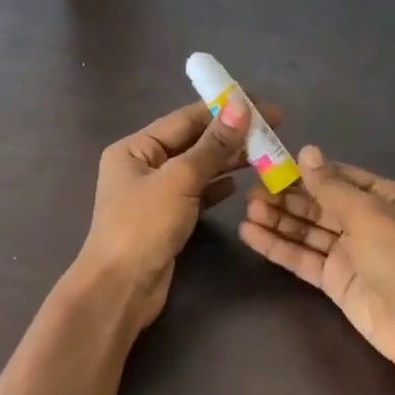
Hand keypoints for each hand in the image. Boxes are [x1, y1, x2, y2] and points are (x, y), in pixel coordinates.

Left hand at [76, 93, 274, 328]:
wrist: (121, 288)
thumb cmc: (144, 226)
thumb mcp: (180, 180)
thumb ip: (212, 145)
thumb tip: (240, 106)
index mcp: (135, 148)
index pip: (186, 118)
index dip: (225, 109)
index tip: (263, 106)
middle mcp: (142, 166)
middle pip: (192, 142)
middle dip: (230, 136)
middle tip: (273, 131)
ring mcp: (153, 195)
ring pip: (197, 169)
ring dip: (228, 161)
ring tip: (265, 154)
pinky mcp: (166, 220)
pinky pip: (196, 194)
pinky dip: (216, 187)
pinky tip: (238, 184)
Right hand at [239, 145, 394, 360]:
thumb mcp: (367, 212)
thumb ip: (330, 186)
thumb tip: (306, 151)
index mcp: (386, 198)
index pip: (341, 178)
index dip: (308, 172)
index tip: (273, 166)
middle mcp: (367, 222)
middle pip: (320, 204)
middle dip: (287, 197)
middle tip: (251, 192)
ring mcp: (350, 253)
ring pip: (307, 231)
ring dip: (278, 220)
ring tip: (245, 211)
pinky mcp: (335, 281)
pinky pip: (303, 257)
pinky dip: (278, 247)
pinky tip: (251, 234)